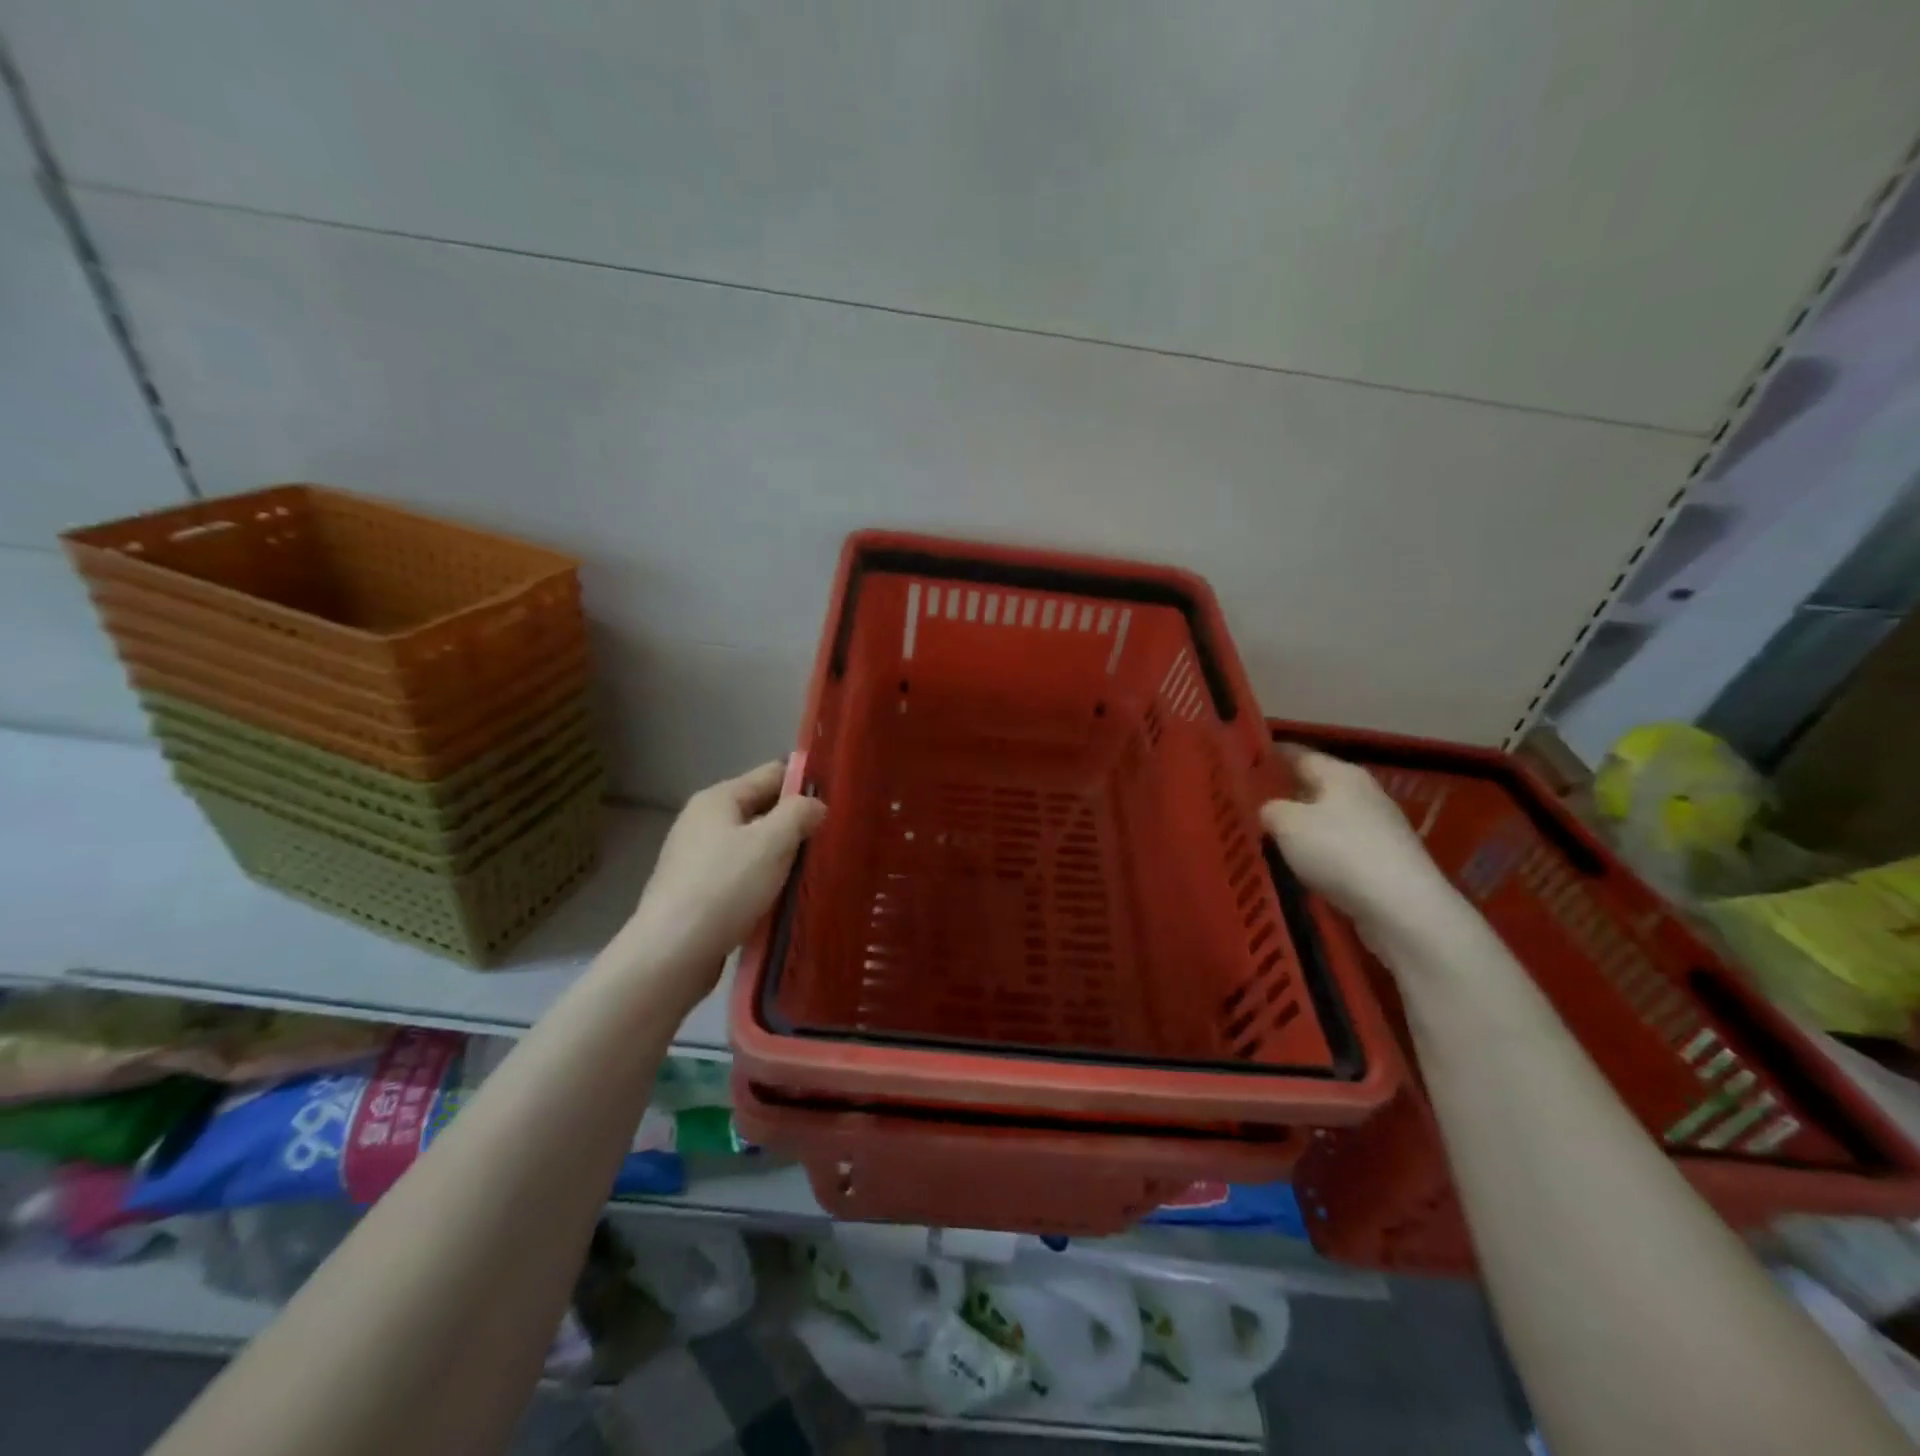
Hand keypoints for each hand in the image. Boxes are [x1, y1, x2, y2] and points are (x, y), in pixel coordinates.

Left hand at [617, 761, 825, 1005]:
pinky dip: (763, 881)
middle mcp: (703, 821)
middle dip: (795, 822)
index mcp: (718, 798)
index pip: (772, 774)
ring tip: (816, 869)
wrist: (672, 954)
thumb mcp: (771, 843)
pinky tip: (784, 897)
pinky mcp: (697, 892)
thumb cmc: (724, 888)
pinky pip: (741, 875)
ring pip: (753, 845)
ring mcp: (697, 858)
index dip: (806, 782)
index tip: (840, 799)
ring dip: (782, 856)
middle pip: (761, 809)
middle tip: (834, 839)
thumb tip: (816, 804)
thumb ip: (798, 814)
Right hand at [1260, 746, 1457, 943]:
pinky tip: (1304, 867)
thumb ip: (1270, 809)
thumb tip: (1271, 810)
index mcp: (1341, 774)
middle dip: (1289, 793)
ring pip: (1331, 819)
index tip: (1248, 761)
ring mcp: (1381, 829)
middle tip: (1253, 803)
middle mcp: (1365, 794)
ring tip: (1273, 837)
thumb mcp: (1286, 824)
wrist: (1401, 907)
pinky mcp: (1387, 862)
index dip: (1273, 756)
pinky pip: (1343, 848)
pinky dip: (1322, 853)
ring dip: (1306, 826)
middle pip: (1319, 786)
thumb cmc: (1338, 851)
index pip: (1301, 754)